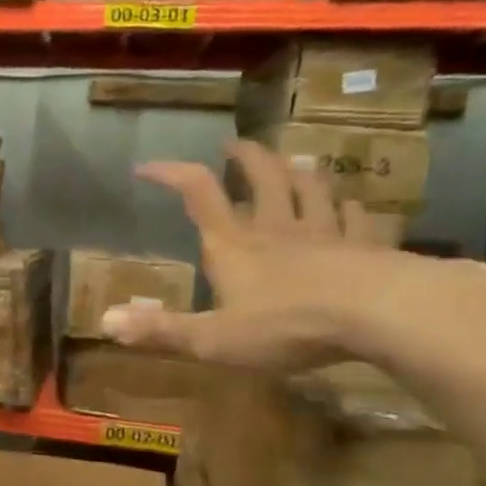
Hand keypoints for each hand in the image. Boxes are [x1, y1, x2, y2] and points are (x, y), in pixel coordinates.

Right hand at [101, 140, 468, 371]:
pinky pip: (355, 217)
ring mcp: (325, 233)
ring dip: (297, 171)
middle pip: (261, 178)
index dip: (171, 174)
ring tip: (292, 161)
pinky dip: (347, 206)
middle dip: (245, 158)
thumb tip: (104, 323)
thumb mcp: (213, 339)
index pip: (198, 194)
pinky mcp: (366, 247)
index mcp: (234, 245)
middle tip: (235, 145)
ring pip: (310, 188)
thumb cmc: (287, 325)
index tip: (148, 166)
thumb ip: (161, 331)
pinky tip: (348, 203)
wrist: (381, 313)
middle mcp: (276, 228)